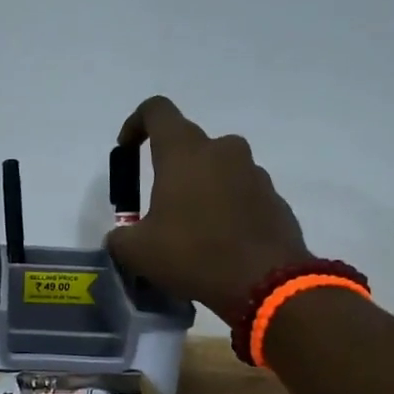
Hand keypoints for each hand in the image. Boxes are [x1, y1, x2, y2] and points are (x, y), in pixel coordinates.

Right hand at [106, 96, 310, 320]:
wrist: (264, 282)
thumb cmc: (192, 254)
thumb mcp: (136, 251)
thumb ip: (120, 235)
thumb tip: (121, 236)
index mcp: (184, 152)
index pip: (156, 110)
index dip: (136, 123)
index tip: (127, 150)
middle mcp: (222, 150)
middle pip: (189, 144)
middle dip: (170, 168)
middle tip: (159, 205)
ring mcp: (253, 172)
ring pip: (217, 169)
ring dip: (200, 189)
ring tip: (190, 229)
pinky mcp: (273, 197)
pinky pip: (240, 193)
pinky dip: (225, 208)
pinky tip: (218, 242)